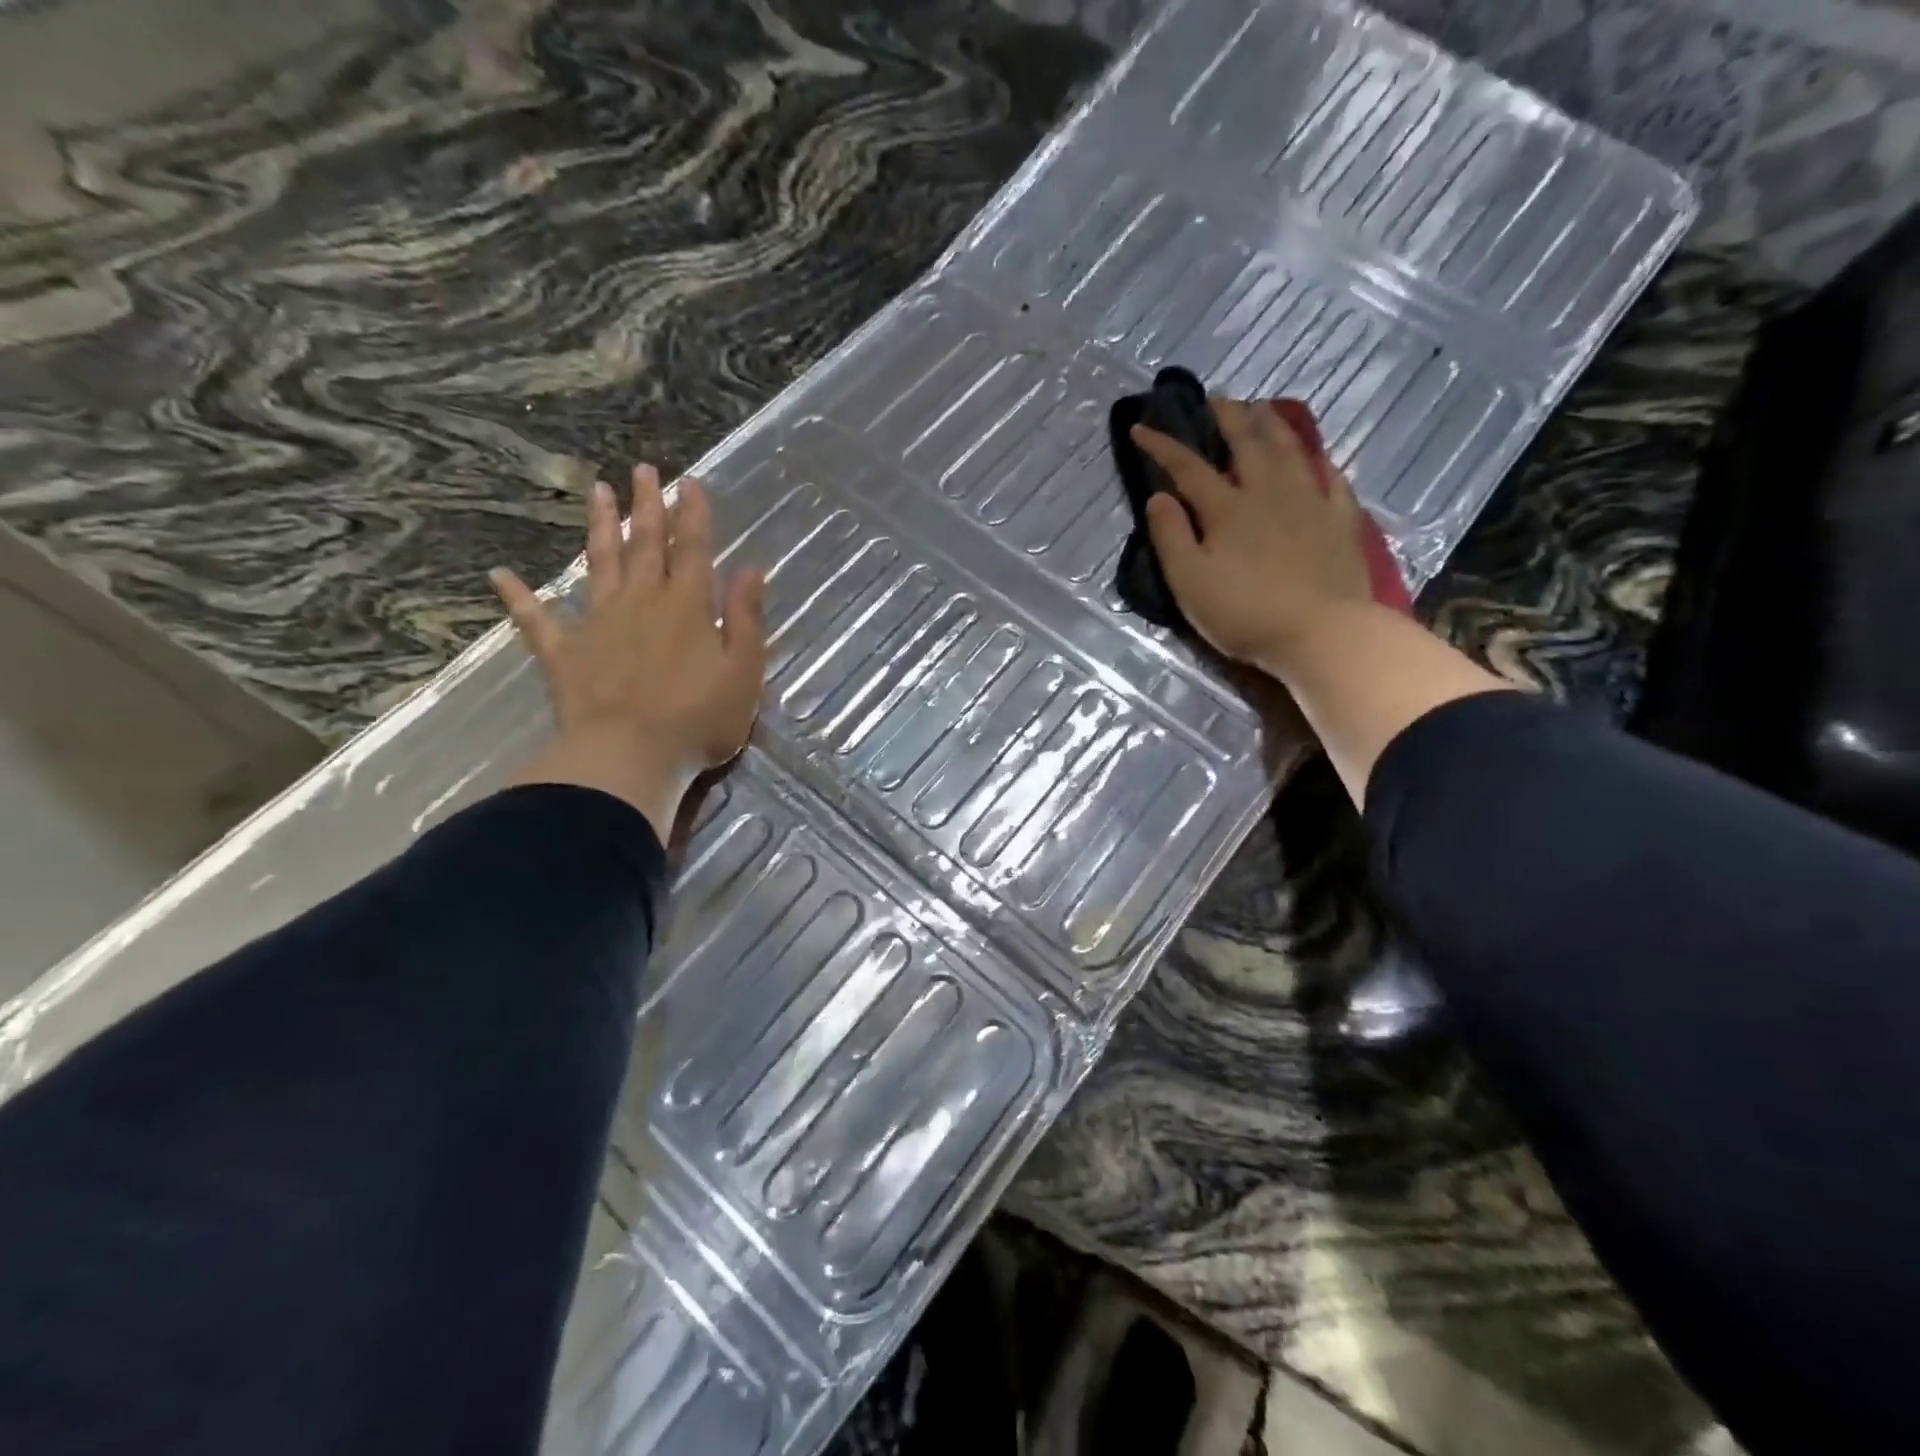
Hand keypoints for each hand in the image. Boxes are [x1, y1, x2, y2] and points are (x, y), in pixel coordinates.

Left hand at [493, 464, 765, 841]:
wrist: (630, 756)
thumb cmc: (698, 719)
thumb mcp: (743, 671)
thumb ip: (745, 618)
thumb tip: (751, 570)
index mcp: (687, 606)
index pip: (693, 549)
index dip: (692, 515)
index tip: (688, 483)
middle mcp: (641, 602)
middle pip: (644, 545)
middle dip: (645, 506)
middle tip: (642, 469)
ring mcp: (597, 623)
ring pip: (599, 564)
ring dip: (598, 527)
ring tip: (595, 491)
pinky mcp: (565, 653)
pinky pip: (537, 620)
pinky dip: (519, 598)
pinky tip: (500, 575)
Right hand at [1133, 398, 1375, 680]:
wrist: (1323, 633)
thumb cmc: (1245, 612)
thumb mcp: (1189, 582)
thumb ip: (1170, 536)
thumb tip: (1158, 497)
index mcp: (1227, 508)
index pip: (1188, 467)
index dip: (1163, 446)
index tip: (1141, 427)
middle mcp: (1268, 492)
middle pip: (1246, 442)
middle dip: (1227, 417)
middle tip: (1216, 399)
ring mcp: (1310, 502)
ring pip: (1289, 450)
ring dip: (1272, 425)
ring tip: (1262, 409)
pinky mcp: (1340, 521)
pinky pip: (1331, 479)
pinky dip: (1318, 463)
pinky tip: (1315, 460)